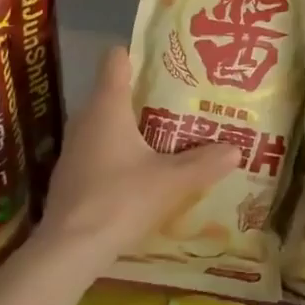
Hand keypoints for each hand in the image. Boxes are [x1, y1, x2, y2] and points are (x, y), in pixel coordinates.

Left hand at [36, 46, 240, 275]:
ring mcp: (73, 147)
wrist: (69, 250)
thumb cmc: (120, 200)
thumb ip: (204, 163)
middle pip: (113, 90)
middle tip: (178, 99)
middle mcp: (86, 118)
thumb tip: (236, 149)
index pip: (116, 59)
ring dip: (130, 125)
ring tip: (164, 133)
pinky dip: (117, 150)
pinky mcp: (70, 174)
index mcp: (108, 106)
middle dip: (144, 93)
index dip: (138, 53)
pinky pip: (97, 148)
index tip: (165, 59)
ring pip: (104, 122)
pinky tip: (139, 170)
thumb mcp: (171, 182)